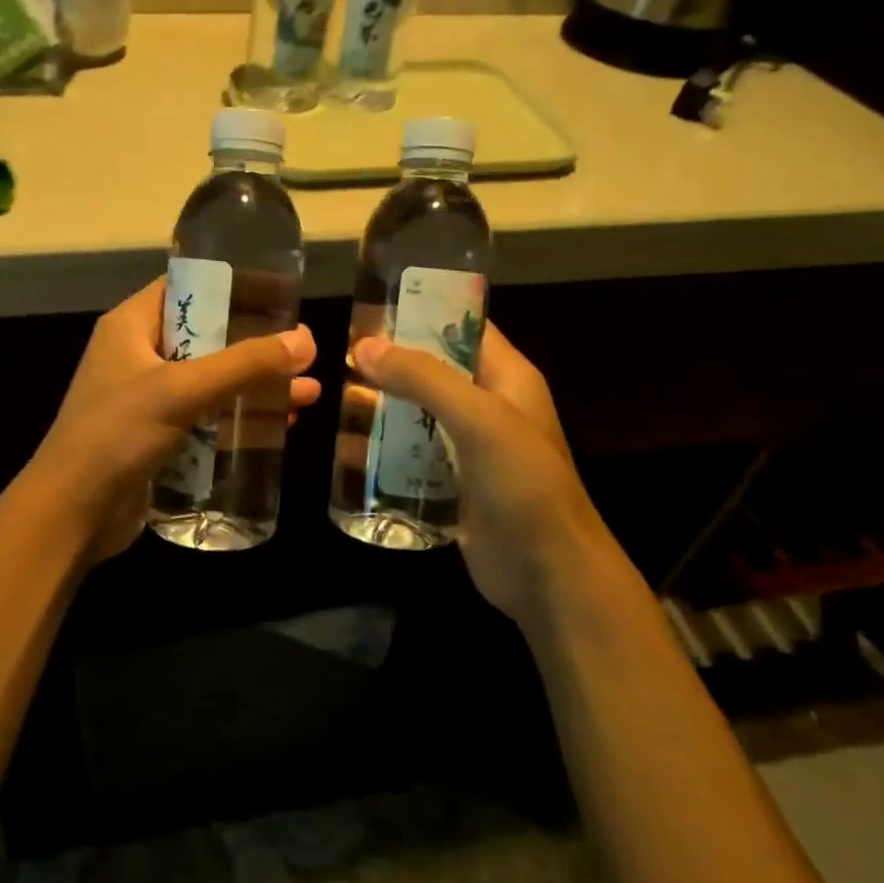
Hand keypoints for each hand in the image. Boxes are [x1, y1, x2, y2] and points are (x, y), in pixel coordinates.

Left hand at [24, 279, 318, 561]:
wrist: (71, 514)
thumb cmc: (116, 436)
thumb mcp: (181, 391)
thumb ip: (244, 365)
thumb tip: (305, 341)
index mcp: (131, 327)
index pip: (185, 287)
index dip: (232, 286)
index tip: (280, 294)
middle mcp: (139, 356)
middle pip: (207, 336)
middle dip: (255, 343)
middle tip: (304, 347)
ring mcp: (148, 399)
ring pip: (212, 381)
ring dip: (255, 385)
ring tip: (308, 391)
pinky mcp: (159, 437)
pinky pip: (207, 416)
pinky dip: (240, 417)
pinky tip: (281, 424)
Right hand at [352, 324, 627, 626]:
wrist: (548, 574)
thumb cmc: (523, 484)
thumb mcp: (479, 419)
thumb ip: (424, 378)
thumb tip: (365, 346)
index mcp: (508, 378)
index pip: (465, 326)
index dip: (423, 312)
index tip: (373, 308)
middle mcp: (489, 406)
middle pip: (433, 371)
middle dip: (390, 364)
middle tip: (340, 357)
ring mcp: (470, 448)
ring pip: (417, 414)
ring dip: (381, 408)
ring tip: (335, 400)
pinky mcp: (453, 484)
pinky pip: (412, 456)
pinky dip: (383, 451)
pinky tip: (347, 451)